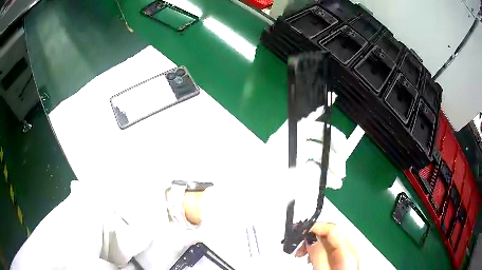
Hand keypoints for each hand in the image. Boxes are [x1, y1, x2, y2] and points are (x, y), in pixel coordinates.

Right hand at [295, 223, 357, 269]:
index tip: (298, 232)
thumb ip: (318, 255)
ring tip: (300, 254)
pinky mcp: (341, 260)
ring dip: (312, 243)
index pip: (332, 229)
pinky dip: (316, 250)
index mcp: (347, 251)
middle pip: (330, 233)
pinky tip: (309, 258)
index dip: (315, 227)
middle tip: (296, 245)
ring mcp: (345, 255)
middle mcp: (349, 250)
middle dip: (311, 236)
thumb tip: (310, 238)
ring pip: (328, 240)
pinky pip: (328, 249)